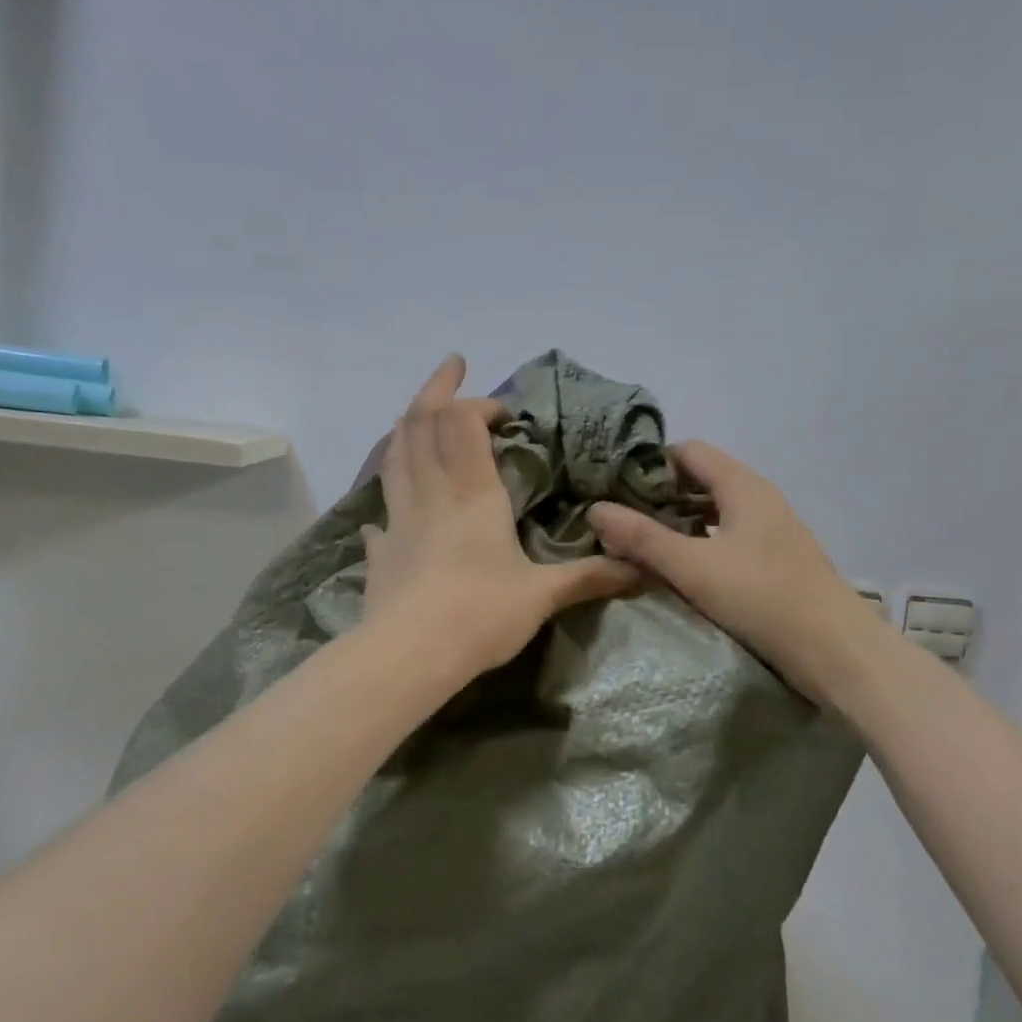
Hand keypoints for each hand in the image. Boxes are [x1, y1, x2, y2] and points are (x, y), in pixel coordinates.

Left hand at [362, 355, 640, 681]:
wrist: (409, 657)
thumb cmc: (480, 615)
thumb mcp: (543, 596)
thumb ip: (589, 577)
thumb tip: (641, 570)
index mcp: (472, 494)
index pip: (463, 424)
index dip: (479, 404)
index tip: (504, 412)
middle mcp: (431, 494)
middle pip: (419, 423)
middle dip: (435, 388)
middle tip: (452, 364)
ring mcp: (398, 520)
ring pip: (394, 455)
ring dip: (406, 425)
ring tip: (417, 413)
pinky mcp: (380, 551)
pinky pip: (381, 511)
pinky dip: (389, 495)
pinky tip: (392, 506)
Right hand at [588, 441, 872, 703]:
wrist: (837, 653)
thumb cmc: (763, 599)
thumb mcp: (693, 567)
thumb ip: (642, 538)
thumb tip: (595, 509)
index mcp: (743, 486)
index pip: (689, 452)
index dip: (650, 463)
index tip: (613, 486)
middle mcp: (758, 499)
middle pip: (701, 479)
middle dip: (660, 495)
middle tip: (619, 517)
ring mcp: (770, 531)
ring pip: (714, 511)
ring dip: (679, 522)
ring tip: (640, 543)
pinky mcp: (774, 562)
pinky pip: (727, 538)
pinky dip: (699, 544)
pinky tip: (680, 568)